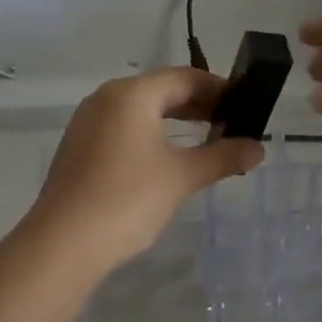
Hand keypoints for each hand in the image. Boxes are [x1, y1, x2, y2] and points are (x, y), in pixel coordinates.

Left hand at [30, 69, 264, 267]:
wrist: (63, 243)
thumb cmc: (128, 199)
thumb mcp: (182, 176)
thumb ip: (222, 157)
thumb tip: (257, 148)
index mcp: (131, 94)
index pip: (185, 77)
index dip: (219, 89)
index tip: (246, 106)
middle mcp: (106, 98)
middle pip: (161, 90)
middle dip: (198, 105)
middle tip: (232, 124)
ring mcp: (88, 122)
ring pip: (141, 110)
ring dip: (175, 120)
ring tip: (206, 140)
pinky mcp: (79, 147)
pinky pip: (123, 128)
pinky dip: (151, 135)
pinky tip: (167, 158)